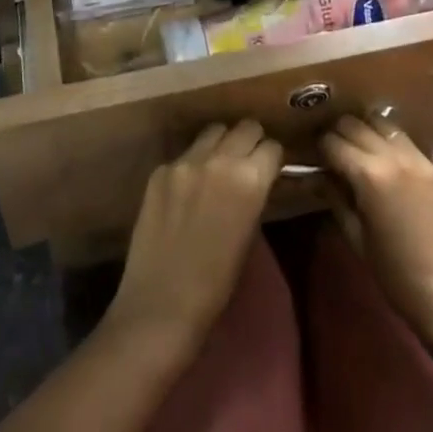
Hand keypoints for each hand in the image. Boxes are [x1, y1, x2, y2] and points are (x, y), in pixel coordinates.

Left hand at [103, 122, 282, 356]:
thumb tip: (256, 177)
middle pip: (245, 127)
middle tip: (248, 160)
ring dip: (221, 143)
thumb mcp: (248, 234)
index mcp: (249, 180)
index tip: (270, 168)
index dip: (272, 158)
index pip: (271, 147)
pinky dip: (192, 163)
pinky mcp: (160, 169)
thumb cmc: (216, 284)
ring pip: (213, 131)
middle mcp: (218, 159)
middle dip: (250, 141)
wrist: (161, 304)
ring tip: (218, 166)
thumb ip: (253, 196)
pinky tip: (187, 189)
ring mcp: (185, 161)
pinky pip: (185, 154)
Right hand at [318, 116, 432, 351]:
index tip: (315, 153)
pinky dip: (400, 152)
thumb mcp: (356, 238)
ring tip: (365, 149)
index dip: (320, 146)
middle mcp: (397, 157)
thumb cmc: (396, 276)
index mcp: (370, 175)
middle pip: (358, 124)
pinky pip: (415, 149)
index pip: (333, 141)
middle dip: (341, 132)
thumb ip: (335, 198)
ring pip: (388, 126)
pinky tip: (399, 172)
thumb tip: (319, 175)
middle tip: (336, 148)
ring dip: (371, 132)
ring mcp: (426, 161)